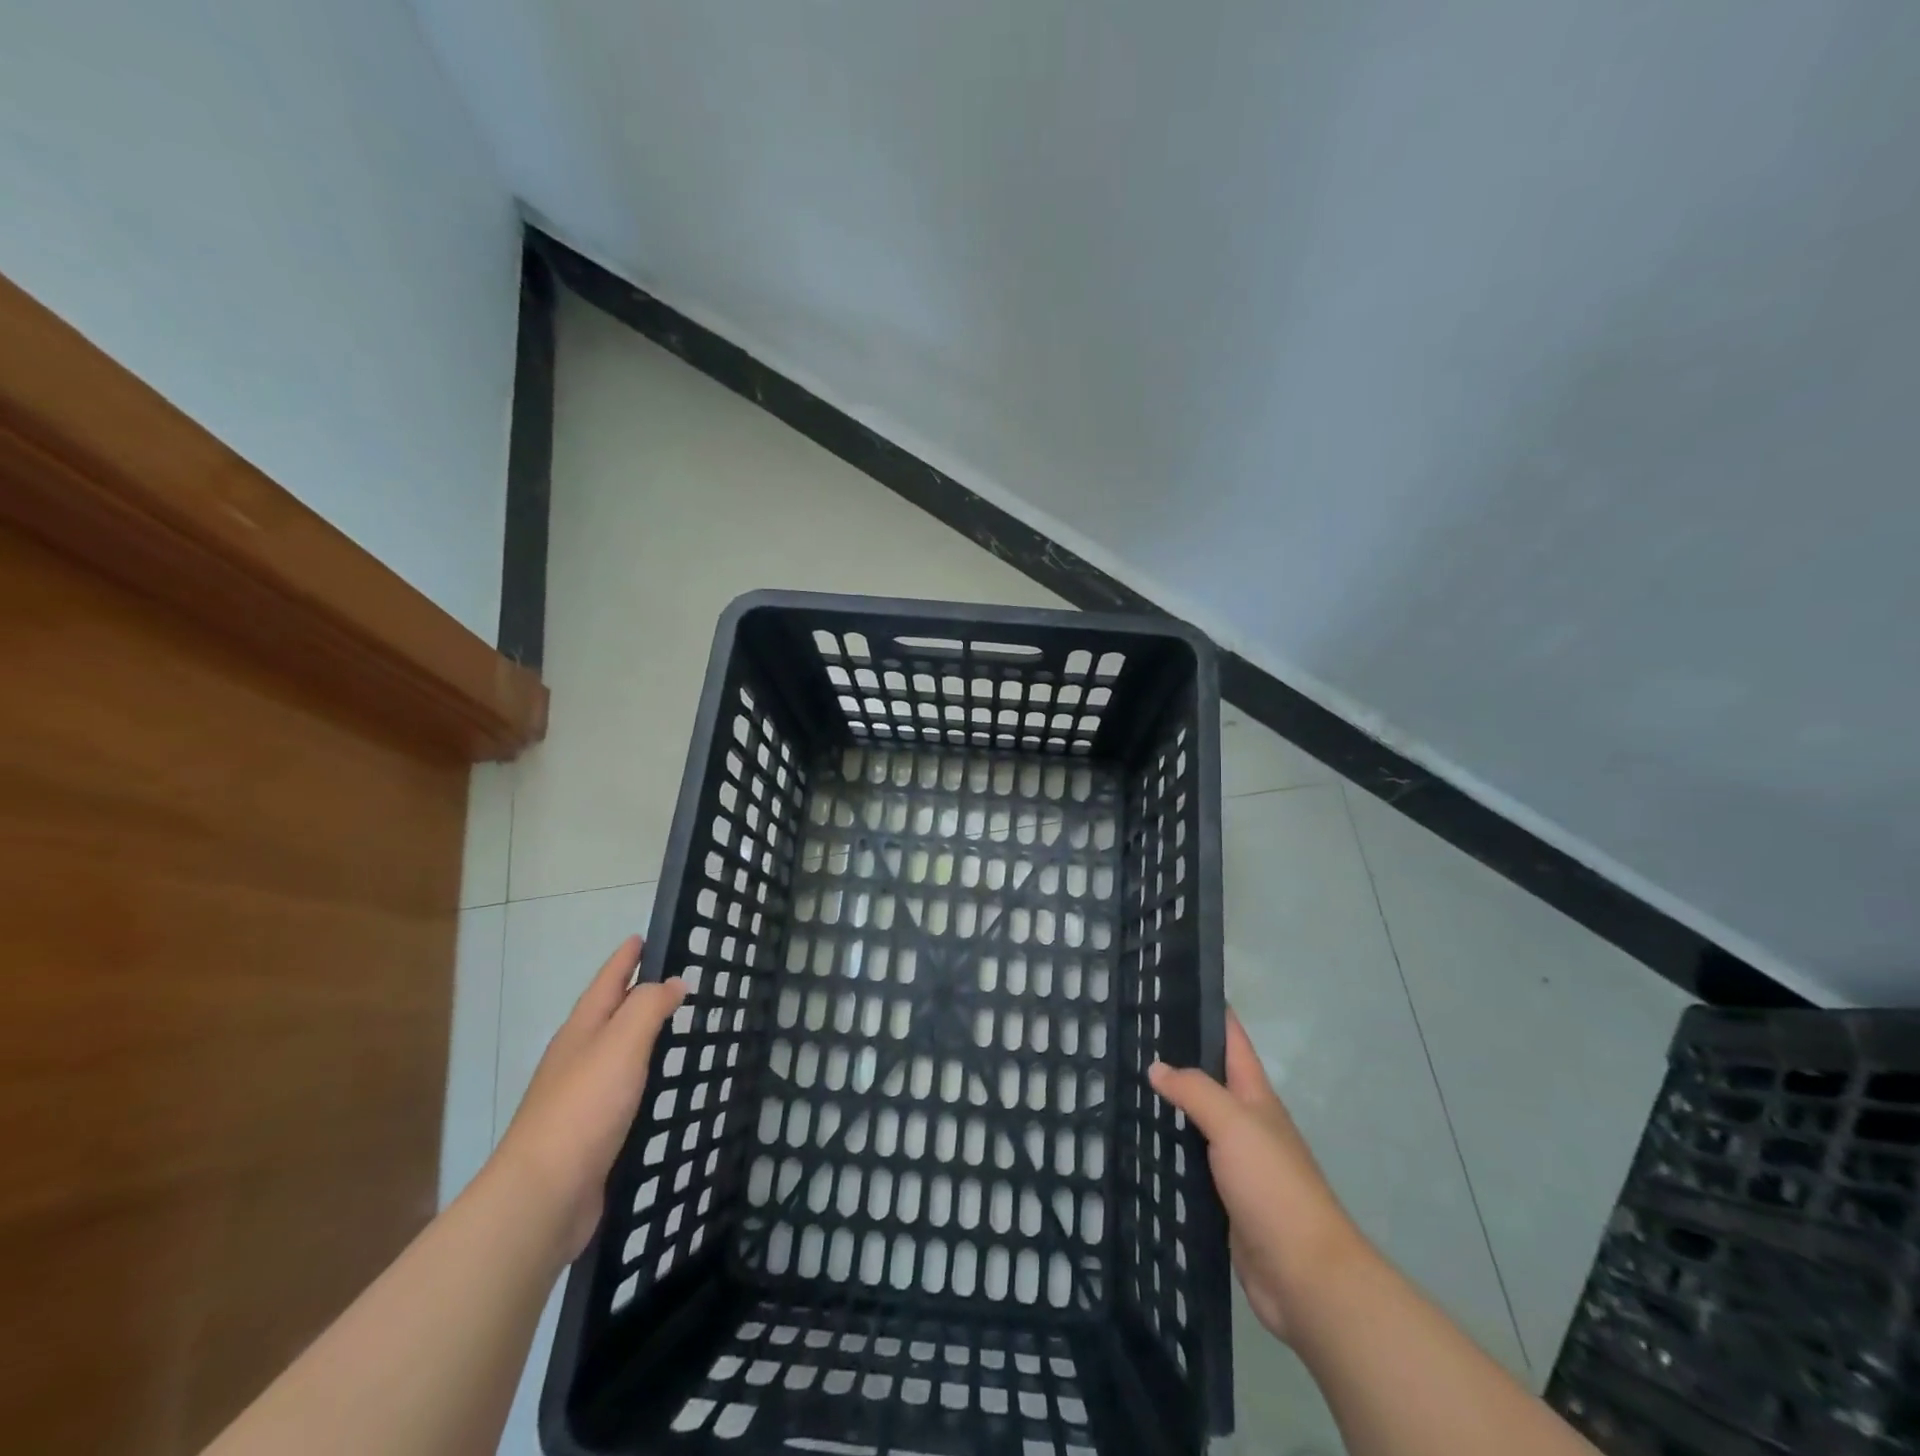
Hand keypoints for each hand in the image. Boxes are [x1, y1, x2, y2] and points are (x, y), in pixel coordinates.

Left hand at [487, 936, 685, 1264]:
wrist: (543, 1196)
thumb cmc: (583, 1108)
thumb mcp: (621, 1043)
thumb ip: (648, 1007)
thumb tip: (671, 982)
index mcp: (581, 1031)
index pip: (607, 982)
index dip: (625, 958)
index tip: (643, 937)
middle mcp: (577, 1058)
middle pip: (609, 1014)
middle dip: (635, 994)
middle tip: (673, 980)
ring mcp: (581, 1097)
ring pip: (616, 1053)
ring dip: (640, 1036)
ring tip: (673, 1027)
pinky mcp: (591, 1132)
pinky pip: (622, 1089)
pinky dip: (642, 1076)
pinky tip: (659, 1085)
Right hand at [1149, 1010, 1372, 1343]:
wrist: (1305, 1277)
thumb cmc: (1274, 1187)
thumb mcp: (1234, 1125)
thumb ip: (1195, 1091)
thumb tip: (1157, 1067)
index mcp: (1255, 1096)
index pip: (1231, 1039)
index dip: (1209, 1010)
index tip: (1171, 987)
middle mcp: (1245, 1122)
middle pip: (1208, 1077)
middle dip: (1176, 1055)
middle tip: (1129, 1034)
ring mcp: (1233, 1161)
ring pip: (1194, 1120)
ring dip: (1167, 1104)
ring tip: (1122, 1082)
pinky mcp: (1220, 1198)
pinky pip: (1188, 1161)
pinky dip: (1166, 1148)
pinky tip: (1137, 1142)